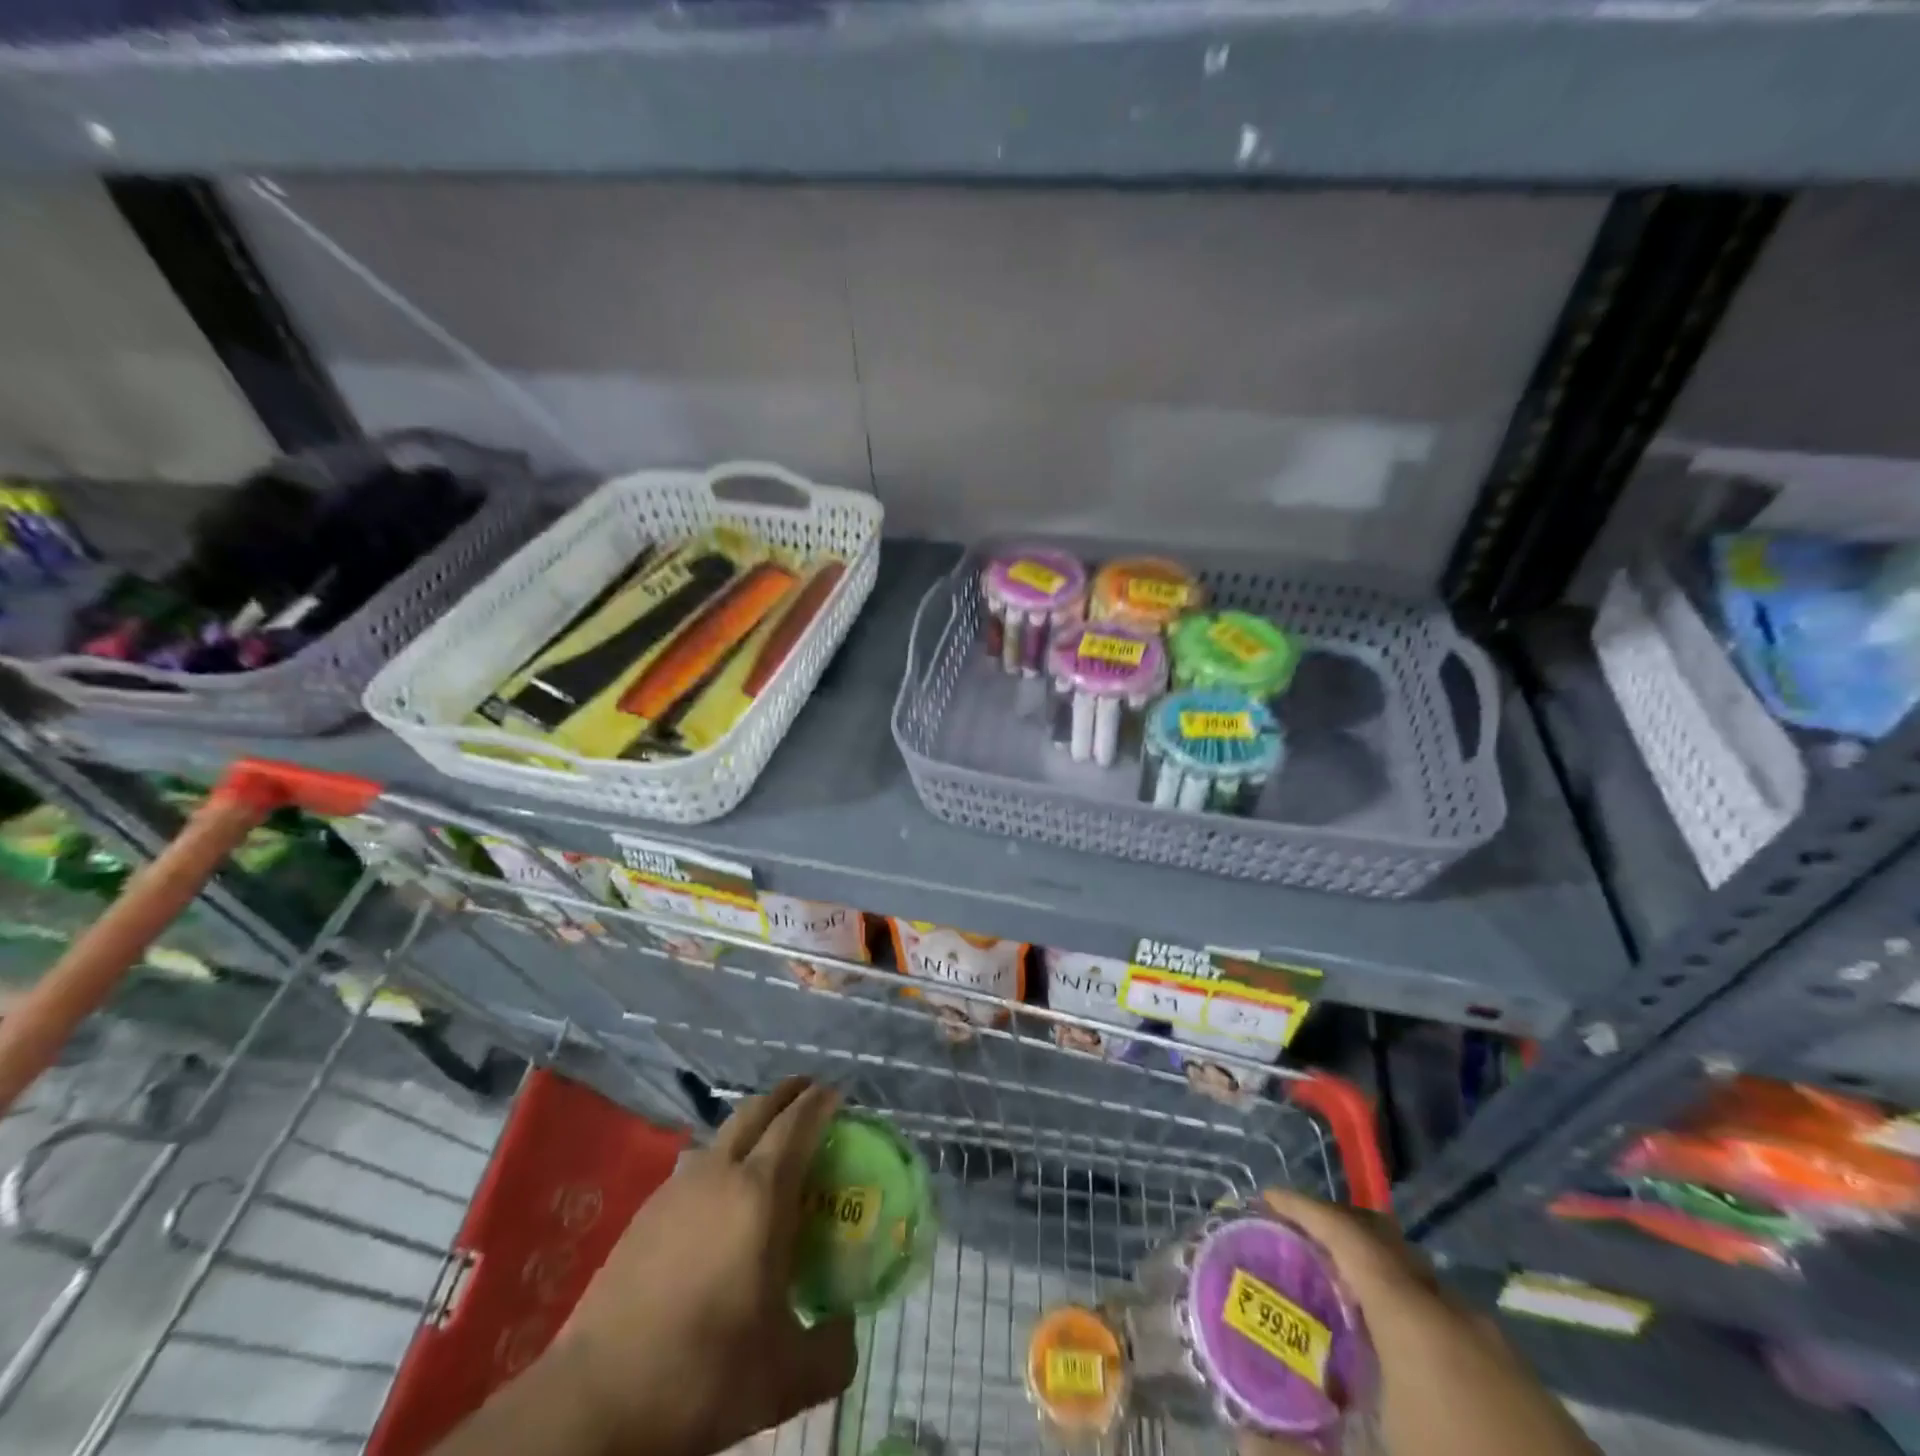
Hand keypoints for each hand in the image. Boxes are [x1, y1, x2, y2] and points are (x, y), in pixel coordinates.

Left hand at [540, 1078, 857, 1455]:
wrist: (594, 1401)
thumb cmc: (703, 1374)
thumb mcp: (785, 1379)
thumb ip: (832, 1352)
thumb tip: (847, 1329)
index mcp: (760, 1193)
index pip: (797, 1122)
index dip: (820, 1101)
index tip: (838, 1094)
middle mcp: (719, 1173)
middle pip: (757, 1109)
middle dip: (786, 1095)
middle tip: (809, 1097)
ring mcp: (677, 1188)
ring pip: (722, 1134)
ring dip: (752, 1125)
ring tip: (768, 1149)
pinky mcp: (645, 1212)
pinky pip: (696, 1165)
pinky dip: (720, 1160)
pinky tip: (721, 1200)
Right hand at [1238, 1192, 1596, 1455]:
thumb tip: (1243, 1438)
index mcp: (1415, 1321)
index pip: (1347, 1232)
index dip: (1301, 1206)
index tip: (1261, 1200)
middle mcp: (1456, 1319)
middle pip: (1384, 1242)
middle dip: (1333, 1230)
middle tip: (1288, 1244)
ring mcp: (1500, 1355)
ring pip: (1419, 1284)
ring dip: (1370, 1274)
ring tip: (1329, 1302)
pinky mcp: (1528, 1396)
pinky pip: (1447, 1322)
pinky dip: (1405, 1314)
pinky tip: (1392, 1369)